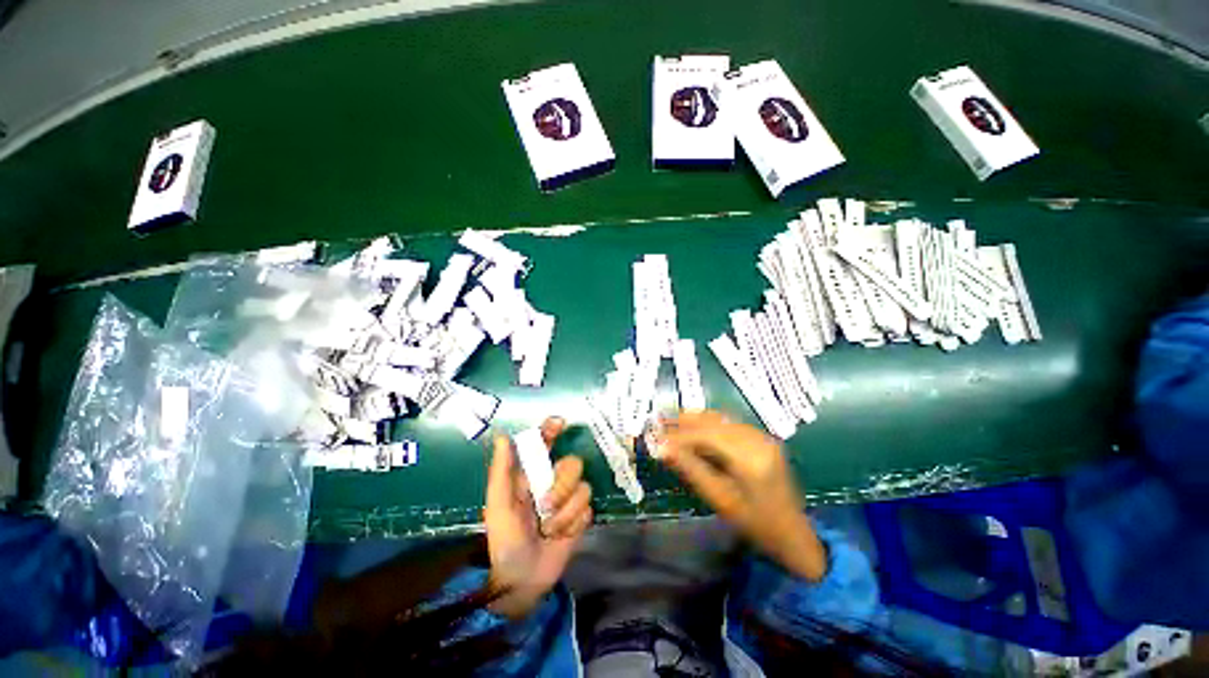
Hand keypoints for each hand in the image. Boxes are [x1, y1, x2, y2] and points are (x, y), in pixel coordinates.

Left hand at [483, 417, 592, 618]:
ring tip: (548, 529)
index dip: (552, 430)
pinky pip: (588, 509)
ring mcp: (569, 499)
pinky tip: (560, 536)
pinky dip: (573, 524)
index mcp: (531, 475)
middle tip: (544, 507)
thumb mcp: (498, 504)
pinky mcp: (581, 518)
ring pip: (583, 488)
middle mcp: (553, 481)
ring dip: (565, 512)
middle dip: (561, 487)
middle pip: (573, 464)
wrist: (522, 580)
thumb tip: (502, 436)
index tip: (561, 423)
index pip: (545, 444)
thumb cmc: (505, 539)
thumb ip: (502, 470)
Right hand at [658, 410, 826, 580]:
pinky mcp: (762, 437)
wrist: (793, 533)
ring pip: (720, 419)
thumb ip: (691, 469)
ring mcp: (762, 436)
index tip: (657, 436)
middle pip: (713, 421)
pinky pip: (729, 424)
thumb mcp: (719, 499)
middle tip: (659, 424)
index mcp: (750, 458)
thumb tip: (662, 448)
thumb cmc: (755, 524)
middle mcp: (758, 440)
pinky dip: (708, 425)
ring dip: (694, 421)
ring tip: (671, 424)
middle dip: (684, 421)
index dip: (679, 433)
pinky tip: (694, 430)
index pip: (707, 435)